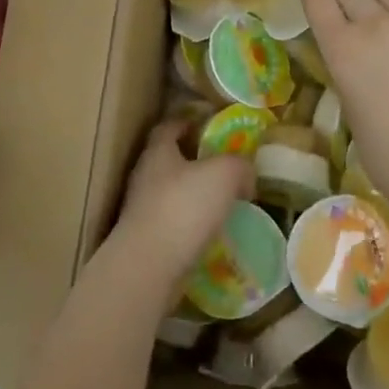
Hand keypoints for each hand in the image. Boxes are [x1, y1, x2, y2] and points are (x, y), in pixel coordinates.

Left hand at [112, 121, 253, 285]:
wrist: (149, 267)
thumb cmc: (184, 207)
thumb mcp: (224, 174)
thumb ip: (239, 165)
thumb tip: (246, 173)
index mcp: (158, 151)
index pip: (169, 126)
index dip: (187, 121)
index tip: (207, 124)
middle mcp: (145, 176)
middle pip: (170, 160)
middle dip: (195, 161)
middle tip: (225, 165)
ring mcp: (142, 210)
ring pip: (172, 193)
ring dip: (195, 195)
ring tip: (223, 202)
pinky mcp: (147, 240)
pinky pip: (174, 223)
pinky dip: (191, 224)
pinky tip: (212, 232)